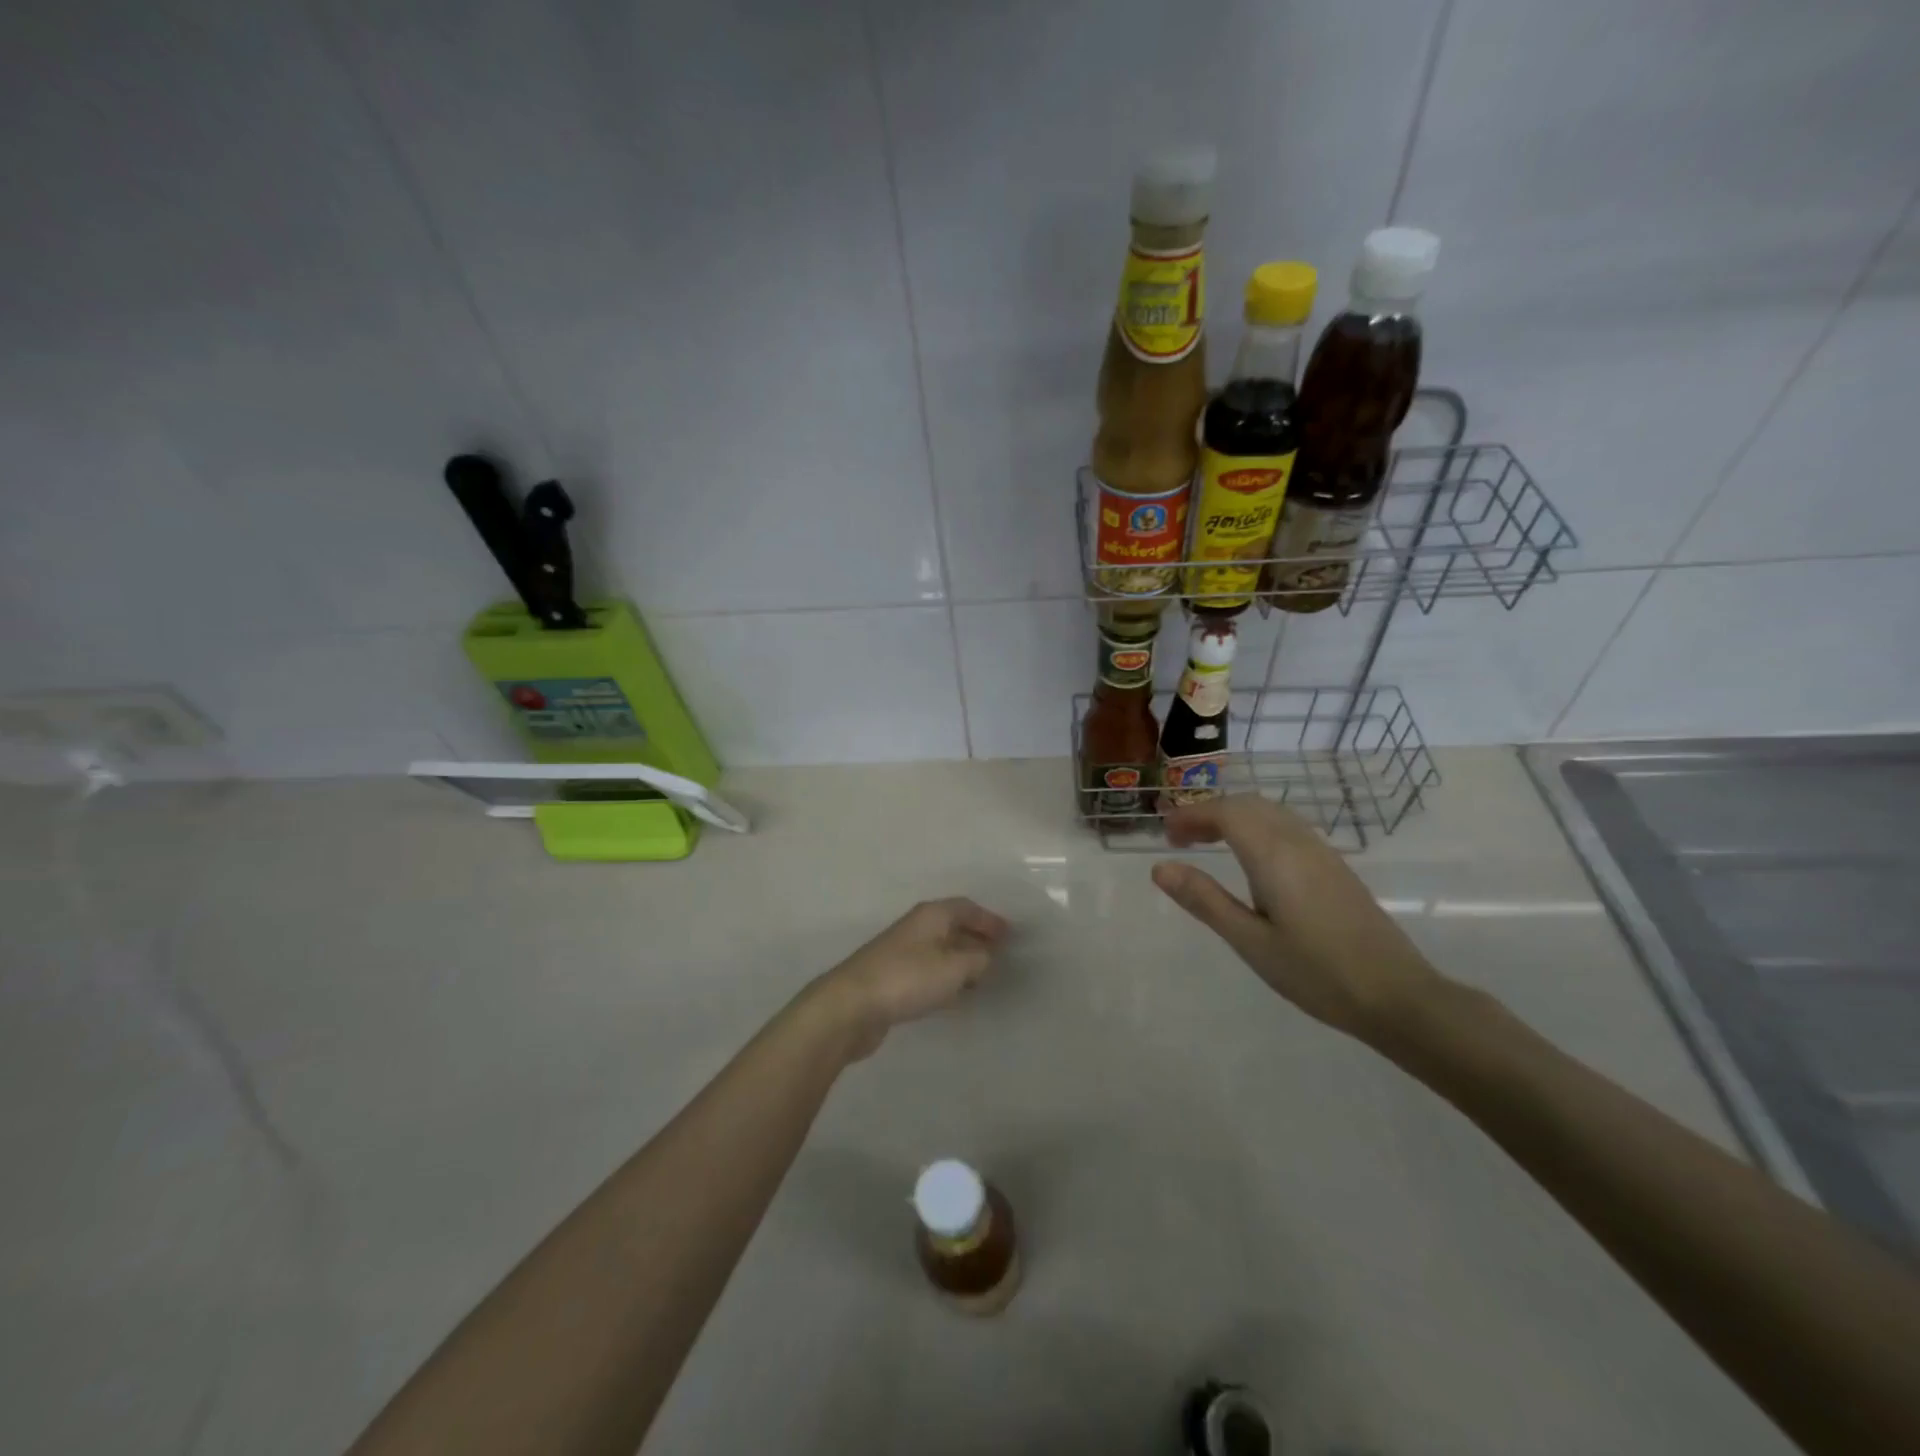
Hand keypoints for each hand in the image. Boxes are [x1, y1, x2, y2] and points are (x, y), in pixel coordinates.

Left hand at [808, 898, 1009, 1059]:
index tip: (1010, 935)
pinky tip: (953, 996)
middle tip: (1000, 956)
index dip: (989, 919)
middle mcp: (915, 927)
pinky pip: (927, 971)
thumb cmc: (907, 978)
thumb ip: (978, 959)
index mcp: (931, 915)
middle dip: (976, 938)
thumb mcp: (954, 967)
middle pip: (952, 926)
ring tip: (982, 977)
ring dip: (961, 960)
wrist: (851, 1006)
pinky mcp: (891, 978)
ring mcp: (901, 953)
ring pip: (940, 950)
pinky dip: (945, 978)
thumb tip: (987, 956)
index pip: (966, 907)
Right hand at [1151, 795, 1443, 1043]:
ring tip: (1207, 844)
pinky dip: (1257, 827)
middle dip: (1210, 812)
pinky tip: (1250, 860)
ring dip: (1234, 817)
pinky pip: (1287, 827)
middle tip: (1180, 839)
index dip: (1191, 815)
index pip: (1226, 813)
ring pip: (1270, 813)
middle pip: (1248, 804)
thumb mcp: (1250, 941)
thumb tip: (1160, 868)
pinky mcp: (1335, 867)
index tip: (1165, 834)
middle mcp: (1298, 842)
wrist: (1397, 996)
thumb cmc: (1316, 973)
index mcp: (1273, 856)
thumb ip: (1205, 900)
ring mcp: (1322, 853)